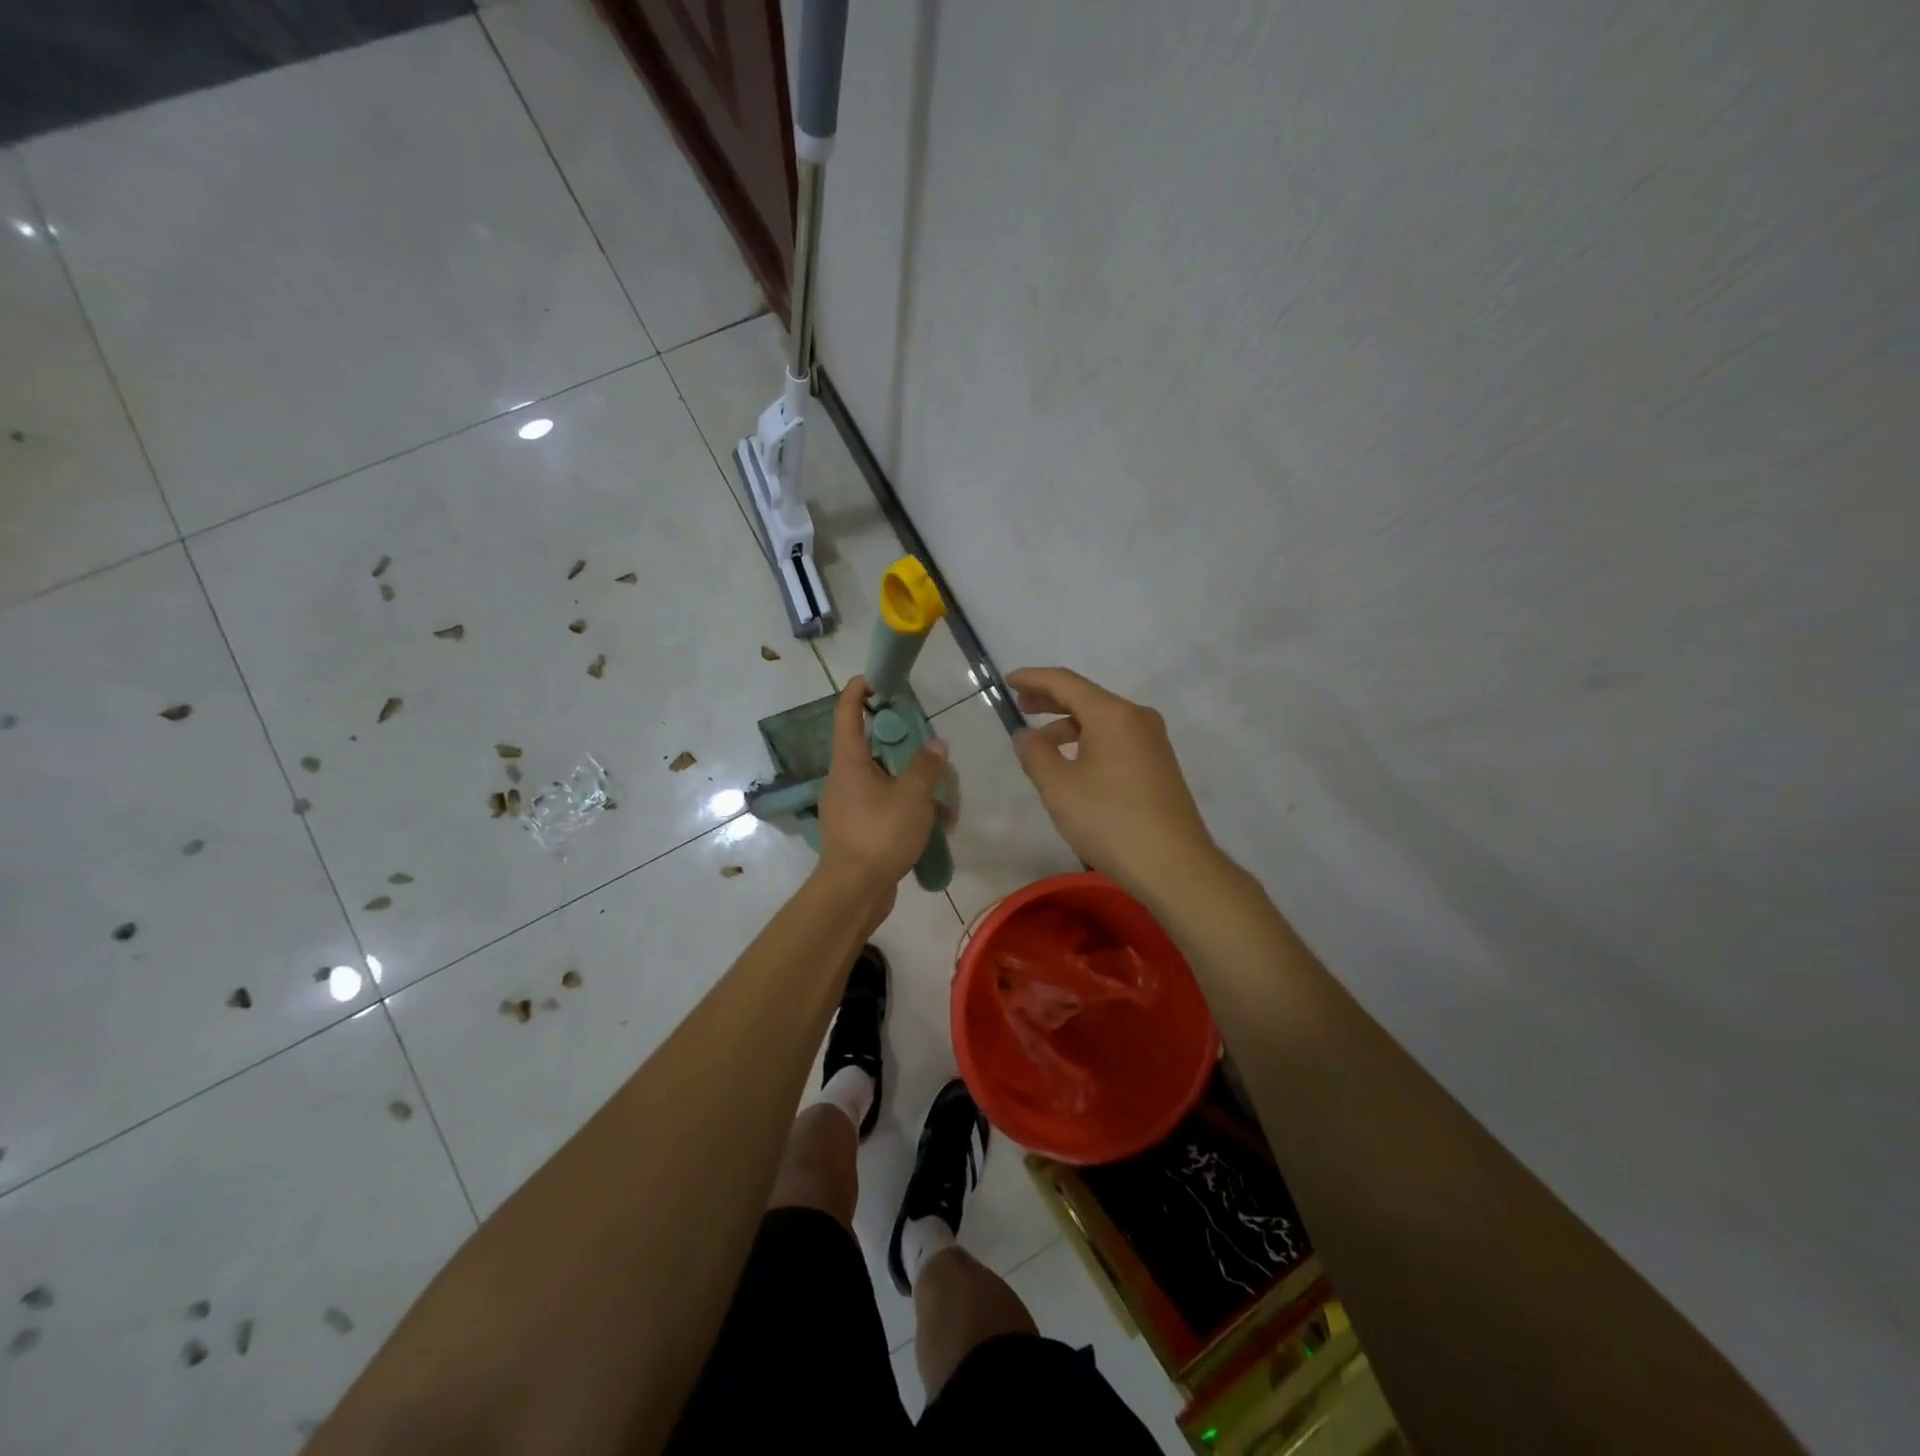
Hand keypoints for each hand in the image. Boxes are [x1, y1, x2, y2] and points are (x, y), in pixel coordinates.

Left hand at [816, 676, 948, 903]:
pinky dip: (909, 809)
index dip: (859, 691)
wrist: (854, 891)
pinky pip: (886, 807)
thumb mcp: (912, 796)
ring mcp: (849, 806)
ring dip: (914, 784)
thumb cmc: (879, 834)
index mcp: (848, 762)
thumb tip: (936, 745)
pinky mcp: (859, 830)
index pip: (847, 713)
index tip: (877, 678)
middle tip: (932, 749)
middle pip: (873, 748)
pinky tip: (936, 825)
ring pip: (885, 781)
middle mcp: (844, 779)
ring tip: (946, 799)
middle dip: (905, 746)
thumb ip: (927, 766)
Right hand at [1009, 667, 1216, 893]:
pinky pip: (1115, 739)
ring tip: (1039, 745)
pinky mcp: (1158, 764)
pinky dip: (1088, 742)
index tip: (1006, 680)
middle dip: (1050, 699)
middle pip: (1086, 697)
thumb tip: (1025, 734)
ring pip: (1101, 721)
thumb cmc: (1110, 820)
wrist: (1173, 865)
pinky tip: (1072, 764)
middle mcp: (1137, 717)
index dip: (1033, 678)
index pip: (1065, 682)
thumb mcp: (1059, 787)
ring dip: (1068, 726)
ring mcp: (1152, 741)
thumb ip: (1035, 753)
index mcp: (1112, 714)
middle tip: (1019, 705)